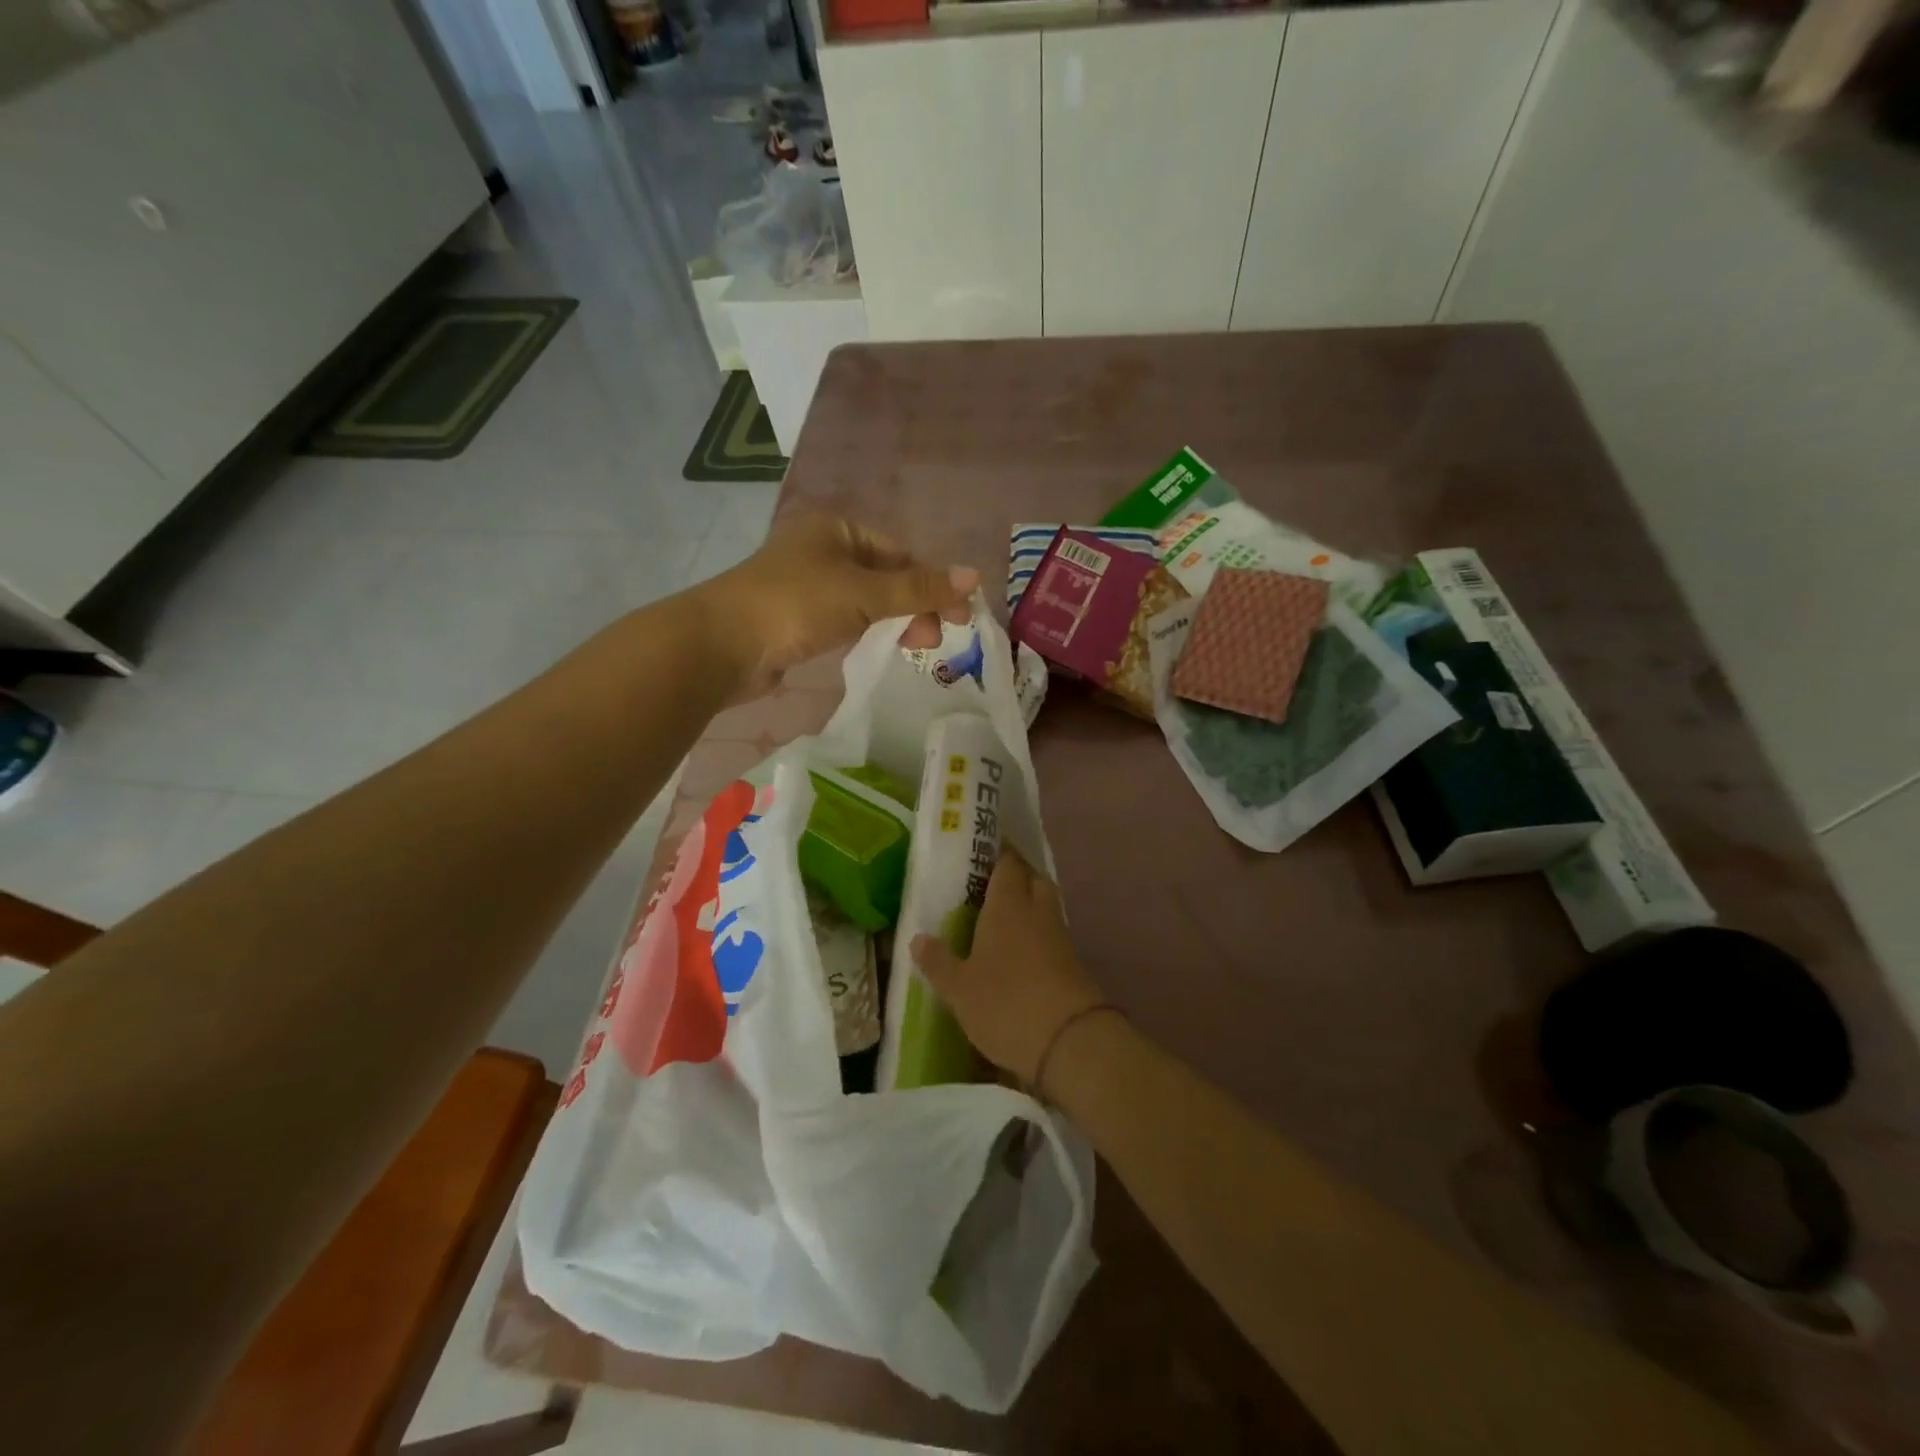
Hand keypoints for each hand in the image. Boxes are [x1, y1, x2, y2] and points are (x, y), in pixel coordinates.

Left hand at [703, 515, 978, 696]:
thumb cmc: (796, 604)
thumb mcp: (864, 592)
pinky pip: (845, 620)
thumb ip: (918, 588)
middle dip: (914, 606)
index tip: (957, 616)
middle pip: (885, 577)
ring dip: (894, 621)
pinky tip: (880, 648)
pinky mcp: (797, 619)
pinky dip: (867, 632)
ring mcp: (807, 586)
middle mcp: (822, 551)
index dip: (932, 583)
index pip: (899, 553)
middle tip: (934, 641)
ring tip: (915, 649)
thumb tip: (974, 576)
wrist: (723, 644)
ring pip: (867, 601)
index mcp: (836, 529)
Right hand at [912, 849, 1106, 1089]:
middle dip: (1013, 875)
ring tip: (997, 918)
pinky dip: (1035, 933)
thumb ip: (938, 961)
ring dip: (1026, 904)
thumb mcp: (960, 989)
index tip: (977, 852)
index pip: (1006, 862)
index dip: (995, 853)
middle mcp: (1037, 910)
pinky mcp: (1072, 962)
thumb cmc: (1007, 1003)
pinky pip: (1050, 932)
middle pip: (1031, 877)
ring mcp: (1059, 936)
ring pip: (1043, 905)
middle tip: (986, 885)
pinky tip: (1018, 951)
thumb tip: (918, 938)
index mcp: (1008, 904)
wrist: (1071, 1042)